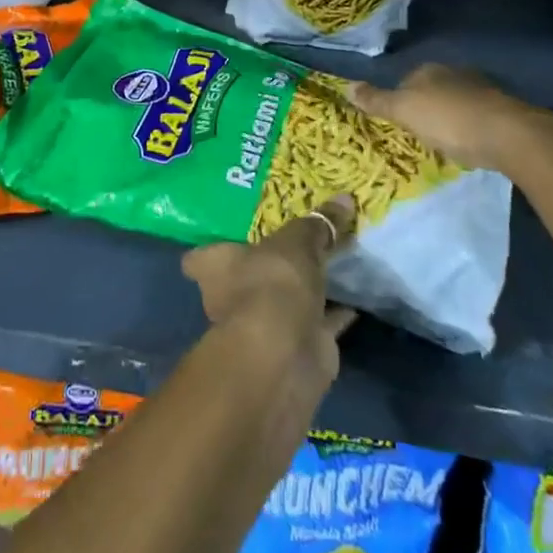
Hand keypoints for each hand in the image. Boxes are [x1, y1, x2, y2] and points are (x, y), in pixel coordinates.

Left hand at [182, 195, 357, 384]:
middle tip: (293, 245)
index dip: (212, 249)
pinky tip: (354, 299)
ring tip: (327, 265)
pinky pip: (315, 324)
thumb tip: (344, 198)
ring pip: (282, 301)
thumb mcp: (297, 242)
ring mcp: (261, 326)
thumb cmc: (272, 282)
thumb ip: (317, 224)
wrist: (285, 354)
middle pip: (244, 278)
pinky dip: (332, 315)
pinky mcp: (293, 348)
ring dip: (301, 291)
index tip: (234, 234)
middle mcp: (229, 297)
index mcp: (214, 267)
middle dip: (266, 268)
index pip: (198, 258)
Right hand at [349, 64, 552, 177]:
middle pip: (432, 90)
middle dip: (426, 108)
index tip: (398, 122)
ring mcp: (482, 90)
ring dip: (450, 118)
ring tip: (445, 142)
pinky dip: (471, 127)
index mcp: (429, 70)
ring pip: (456, 102)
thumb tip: (346, 86)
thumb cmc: (449, 120)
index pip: (405, 80)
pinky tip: (470, 144)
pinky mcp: (503, 110)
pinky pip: (477, 117)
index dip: (399, 100)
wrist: (510, 135)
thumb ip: (376, 100)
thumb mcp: (404, 111)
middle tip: (420, 133)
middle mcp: (455, 73)